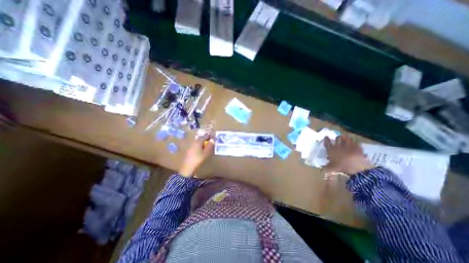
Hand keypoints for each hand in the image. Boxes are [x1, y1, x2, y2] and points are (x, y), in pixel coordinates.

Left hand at [179, 136, 214, 176]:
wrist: (187, 168)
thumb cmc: (198, 160)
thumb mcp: (206, 153)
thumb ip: (209, 146)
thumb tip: (212, 140)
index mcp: (198, 142)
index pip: (205, 136)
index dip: (209, 136)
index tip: (213, 137)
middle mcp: (193, 142)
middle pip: (200, 138)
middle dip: (205, 139)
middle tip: (210, 141)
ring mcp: (190, 146)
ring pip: (197, 142)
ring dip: (202, 143)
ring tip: (206, 146)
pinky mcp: (188, 151)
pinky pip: (195, 146)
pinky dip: (198, 146)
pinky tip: (200, 150)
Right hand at [327, 134, 374, 175]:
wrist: (355, 167)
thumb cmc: (340, 167)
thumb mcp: (331, 168)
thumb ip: (327, 166)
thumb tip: (323, 168)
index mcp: (331, 150)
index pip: (327, 142)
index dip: (326, 139)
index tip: (326, 137)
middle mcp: (338, 146)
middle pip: (337, 138)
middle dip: (337, 138)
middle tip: (338, 139)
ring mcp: (348, 145)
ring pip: (346, 138)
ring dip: (345, 138)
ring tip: (346, 139)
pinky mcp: (357, 147)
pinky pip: (355, 142)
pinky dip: (354, 143)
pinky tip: (354, 144)